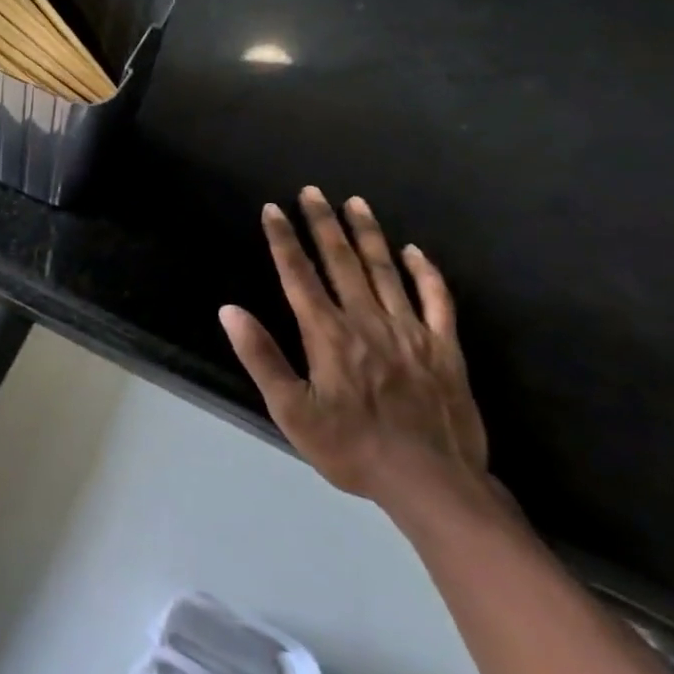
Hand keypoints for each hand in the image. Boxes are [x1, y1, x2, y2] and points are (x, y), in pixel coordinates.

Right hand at [219, 187, 486, 507]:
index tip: (272, 209)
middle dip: (323, 223)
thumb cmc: (350, 448)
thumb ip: (261, 357)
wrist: (431, 482)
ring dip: (368, 234)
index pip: (299, 275)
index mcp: (328, 334)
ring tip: (355, 203)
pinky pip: (437, 300)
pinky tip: (415, 252)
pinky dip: (426, 273)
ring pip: (385, 270)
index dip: (283, 240)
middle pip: (341, 262)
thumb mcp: (292, 411)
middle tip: (312, 191)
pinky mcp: (445, 347)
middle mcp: (367, 320)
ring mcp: (411, 331)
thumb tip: (229, 310)